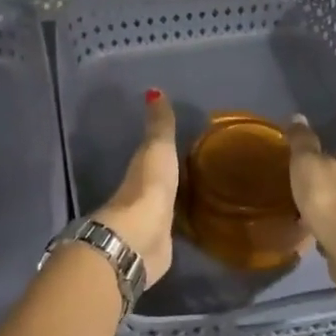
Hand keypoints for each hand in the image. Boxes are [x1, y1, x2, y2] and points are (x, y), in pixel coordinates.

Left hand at [92, 89, 178, 287]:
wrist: (139, 238)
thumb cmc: (148, 187)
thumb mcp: (157, 149)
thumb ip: (159, 124)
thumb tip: (153, 89)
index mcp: (139, 169)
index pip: (151, 154)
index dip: (162, 148)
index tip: (181, 143)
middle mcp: (141, 195)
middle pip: (157, 181)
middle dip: (170, 176)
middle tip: (193, 169)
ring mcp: (149, 222)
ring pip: (164, 206)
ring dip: (174, 202)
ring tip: (197, 196)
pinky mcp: (160, 246)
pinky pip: (172, 230)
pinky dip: (178, 225)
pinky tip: (192, 225)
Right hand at [283, 115, 335, 254]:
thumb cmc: (327, 199)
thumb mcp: (307, 164)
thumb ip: (303, 142)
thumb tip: (298, 115)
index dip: (324, 154)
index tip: (306, 158)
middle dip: (326, 180)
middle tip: (302, 184)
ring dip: (327, 206)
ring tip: (304, 210)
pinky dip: (327, 228)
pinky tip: (313, 233)